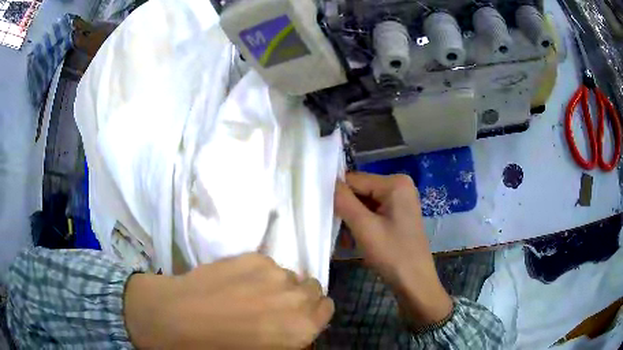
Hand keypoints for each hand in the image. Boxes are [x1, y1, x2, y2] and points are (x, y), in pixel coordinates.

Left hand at [124, 253, 333, 348]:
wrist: (180, 317)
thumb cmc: (223, 347)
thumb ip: (291, 337)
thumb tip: (294, 325)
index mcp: (303, 326)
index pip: (327, 308)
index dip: (313, 312)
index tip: (297, 316)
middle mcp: (296, 296)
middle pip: (312, 288)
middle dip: (299, 297)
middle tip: (273, 306)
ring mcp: (274, 272)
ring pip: (289, 275)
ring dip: (278, 284)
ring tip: (250, 294)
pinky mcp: (253, 256)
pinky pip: (268, 264)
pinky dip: (259, 272)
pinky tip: (235, 282)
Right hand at [334, 172, 451, 327]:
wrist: (414, 282)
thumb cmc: (392, 254)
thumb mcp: (364, 227)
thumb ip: (343, 201)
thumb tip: (325, 181)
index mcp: (395, 183)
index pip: (355, 179)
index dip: (337, 195)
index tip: (324, 214)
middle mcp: (399, 186)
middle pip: (360, 191)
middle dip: (346, 210)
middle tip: (336, 232)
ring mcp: (400, 201)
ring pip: (364, 204)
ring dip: (351, 221)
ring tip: (346, 241)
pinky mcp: (398, 215)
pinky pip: (373, 213)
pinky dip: (361, 225)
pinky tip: (355, 242)